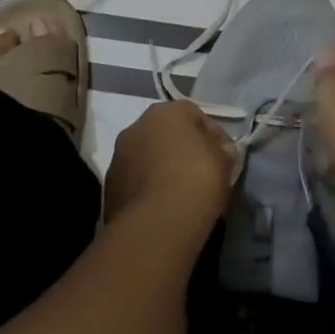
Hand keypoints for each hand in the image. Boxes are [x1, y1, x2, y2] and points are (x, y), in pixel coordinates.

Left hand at [104, 97, 235, 229]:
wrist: (157, 222)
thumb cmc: (197, 180)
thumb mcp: (224, 162)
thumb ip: (222, 150)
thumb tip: (220, 151)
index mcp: (167, 111)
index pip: (195, 115)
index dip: (212, 136)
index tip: (223, 157)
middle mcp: (138, 124)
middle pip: (166, 133)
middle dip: (182, 149)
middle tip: (200, 173)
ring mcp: (119, 154)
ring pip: (147, 156)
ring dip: (161, 167)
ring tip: (179, 193)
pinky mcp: (109, 185)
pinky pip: (135, 180)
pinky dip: (147, 188)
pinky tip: (162, 206)